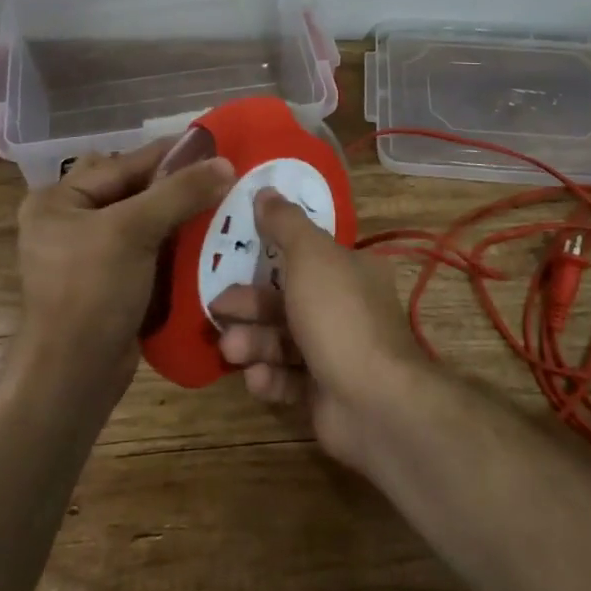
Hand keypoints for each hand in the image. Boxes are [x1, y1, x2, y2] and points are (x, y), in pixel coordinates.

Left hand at [14, 137, 233, 397]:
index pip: (122, 164)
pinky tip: (203, 236)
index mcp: (58, 200)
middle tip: (216, 175)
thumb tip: (226, 163)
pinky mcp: (107, 281)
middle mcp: (68, 221)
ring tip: (218, 201)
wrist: (74, 374)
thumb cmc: (92, 292)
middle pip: (130, 189)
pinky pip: (144, 248)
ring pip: (141, 218)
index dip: (168, 154)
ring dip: (176, 212)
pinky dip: (171, 241)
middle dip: (172, 183)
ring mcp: (87, 253)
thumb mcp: (134, 231)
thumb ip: (179, 193)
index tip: (213, 144)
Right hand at [214, 188, 428, 466]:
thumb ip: (285, 223)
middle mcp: (346, 308)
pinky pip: (289, 379)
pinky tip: (256, 379)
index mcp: (350, 270)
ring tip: (231, 350)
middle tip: (217, 309)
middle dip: (249, 306)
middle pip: (286, 300)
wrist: (374, 401)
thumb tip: (266, 189)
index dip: (268, 256)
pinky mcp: (324, 393)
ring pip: (282, 341)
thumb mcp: (309, 255)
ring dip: (253, 343)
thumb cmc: (338, 315)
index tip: (232, 258)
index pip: (306, 256)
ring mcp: (336, 353)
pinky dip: (270, 378)